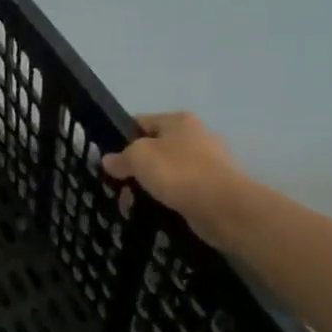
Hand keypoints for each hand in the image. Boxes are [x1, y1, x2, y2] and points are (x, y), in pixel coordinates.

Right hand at [102, 112, 255, 250]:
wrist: (223, 208)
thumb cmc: (178, 172)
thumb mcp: (138, 157)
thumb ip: (121, 157)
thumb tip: (109, 161)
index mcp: (179, 120)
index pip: (140, 122)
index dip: (120, 138)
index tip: (108, 160)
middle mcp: (196, 136)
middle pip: (155, 148)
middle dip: (136, 167)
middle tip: (119, 185)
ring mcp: (208, 163)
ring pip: (167, 171)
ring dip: (151, 185)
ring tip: (133, 203)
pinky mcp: (214, 188)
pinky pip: (182, 190)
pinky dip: (168, 199)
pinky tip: (155, 211)